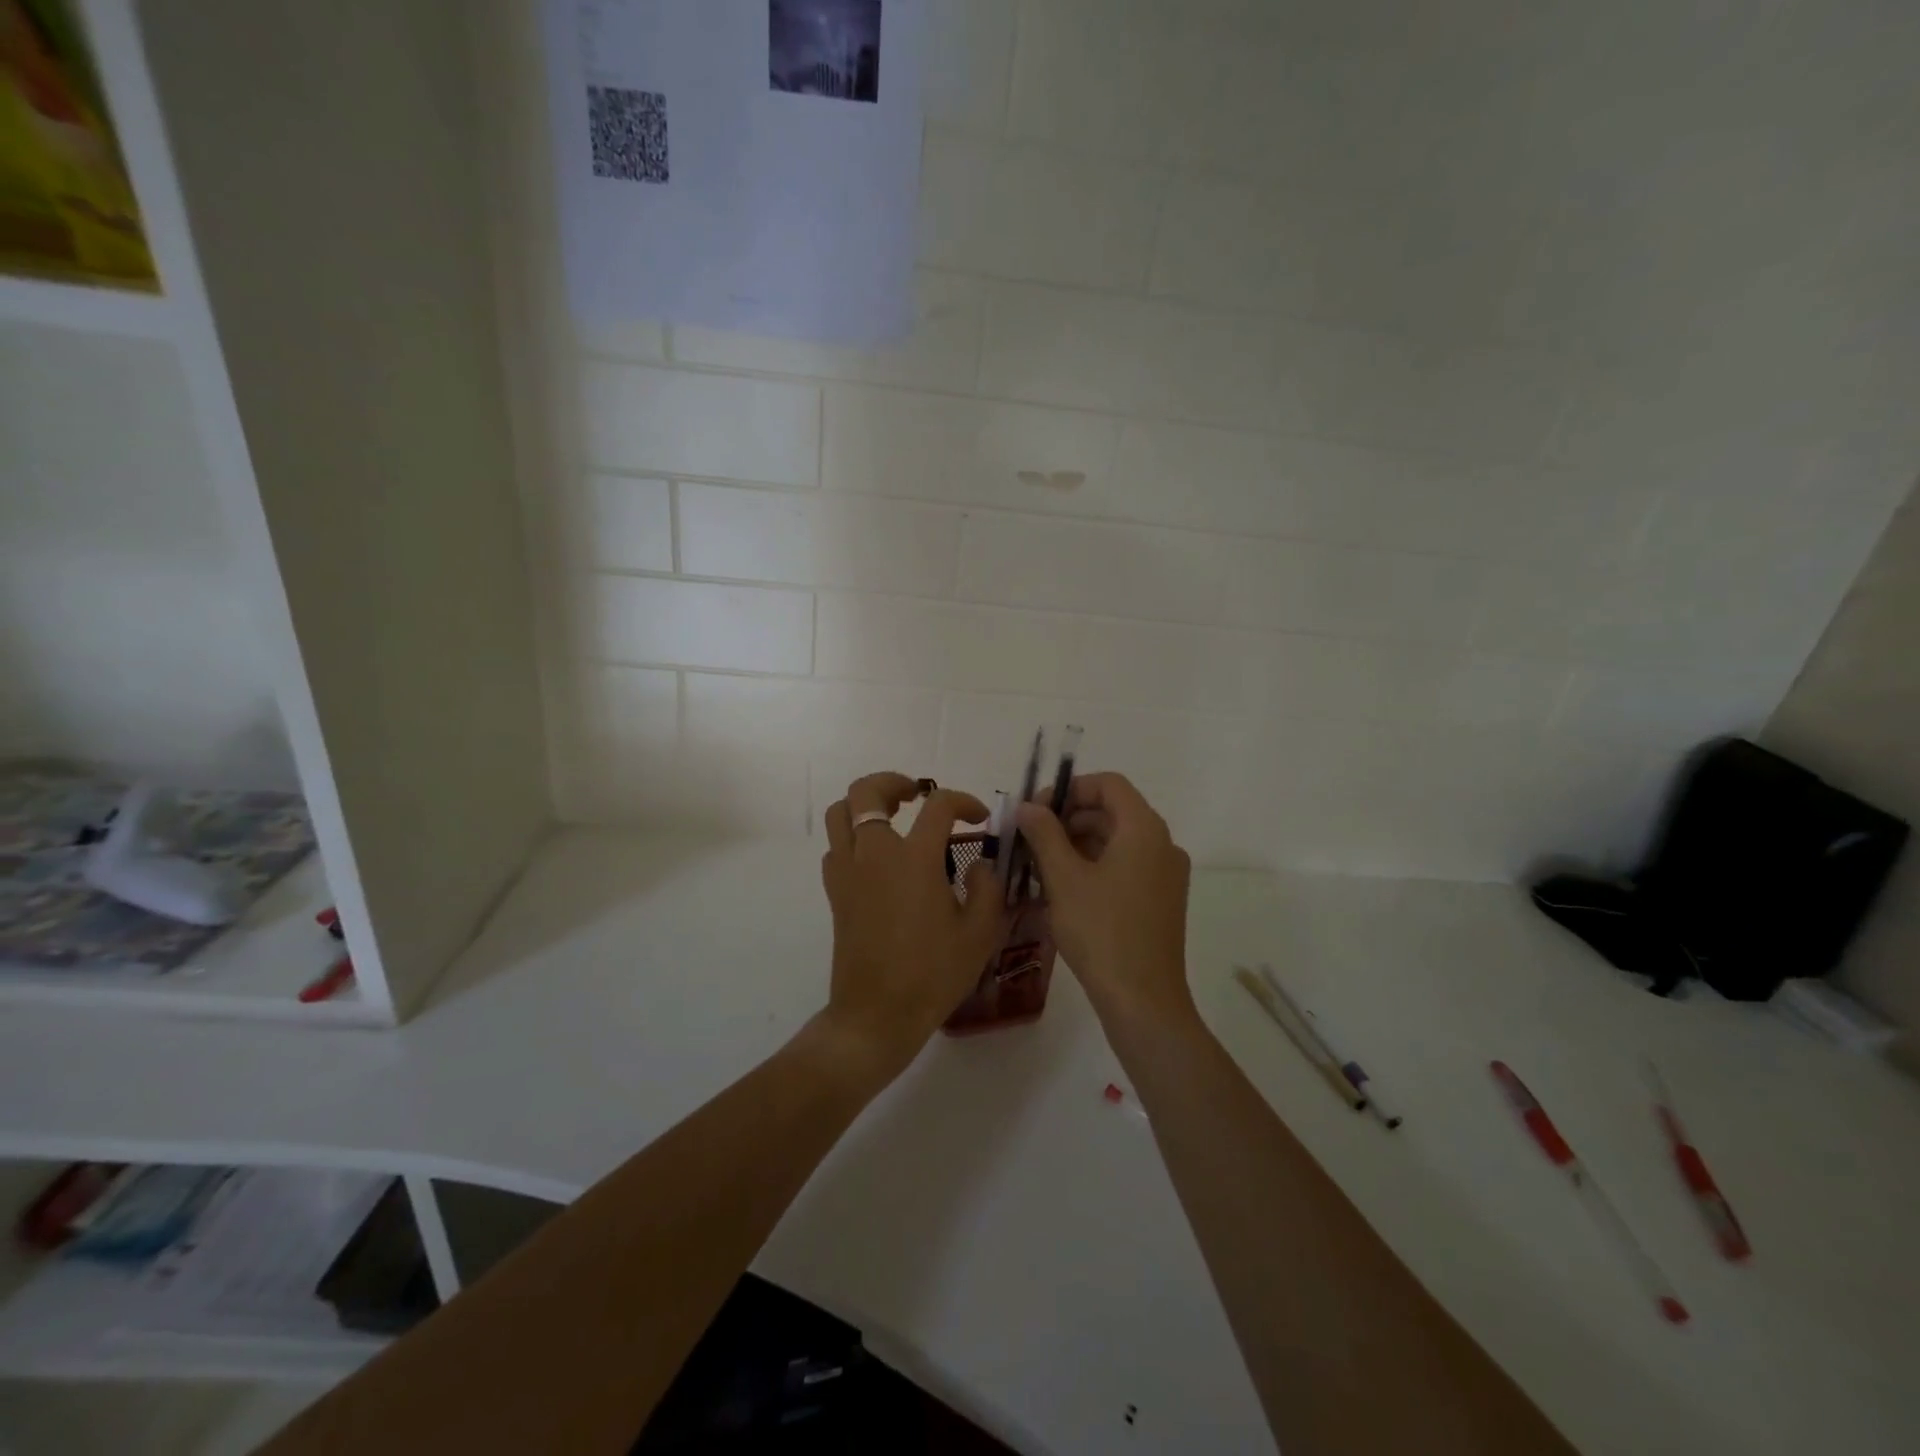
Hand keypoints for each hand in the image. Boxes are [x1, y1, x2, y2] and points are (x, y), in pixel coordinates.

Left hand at [820, 773, 1004, 1078]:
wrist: (877, 1014)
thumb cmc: (933, 974)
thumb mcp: (980, 932)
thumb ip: (988, 888)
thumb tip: (981, 864)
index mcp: (915, 859)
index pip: (938, 805)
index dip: (963, 801)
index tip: (979, 817)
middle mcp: (875, 854)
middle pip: (866, 792)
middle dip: (893, 782)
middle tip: (917, 795)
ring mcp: (848, 872)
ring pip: (840, 814)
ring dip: (865, 805)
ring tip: (892, 816)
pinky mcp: (835, 893)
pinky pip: (835, 847)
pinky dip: (853, 838)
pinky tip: (877, 858)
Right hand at [1016, 773, 1192, 1023]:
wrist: (1143, 1001)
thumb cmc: (1101, 932)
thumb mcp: (1064, 879)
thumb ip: (1044, 834)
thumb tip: (1027, 806)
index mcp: (1144, 829)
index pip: (1109, 784)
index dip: (1070, 789)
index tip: (1036, 810)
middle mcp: (1163, 843)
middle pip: (1113, 811)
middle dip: (1069, 817)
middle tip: (1031, 837)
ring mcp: (1166, 874)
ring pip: (1118, 840)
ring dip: (1079, 843)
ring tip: (1040, 863)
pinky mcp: (1162, 900)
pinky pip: (1126, 865)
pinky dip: (1095, 865)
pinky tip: (1064, 887)